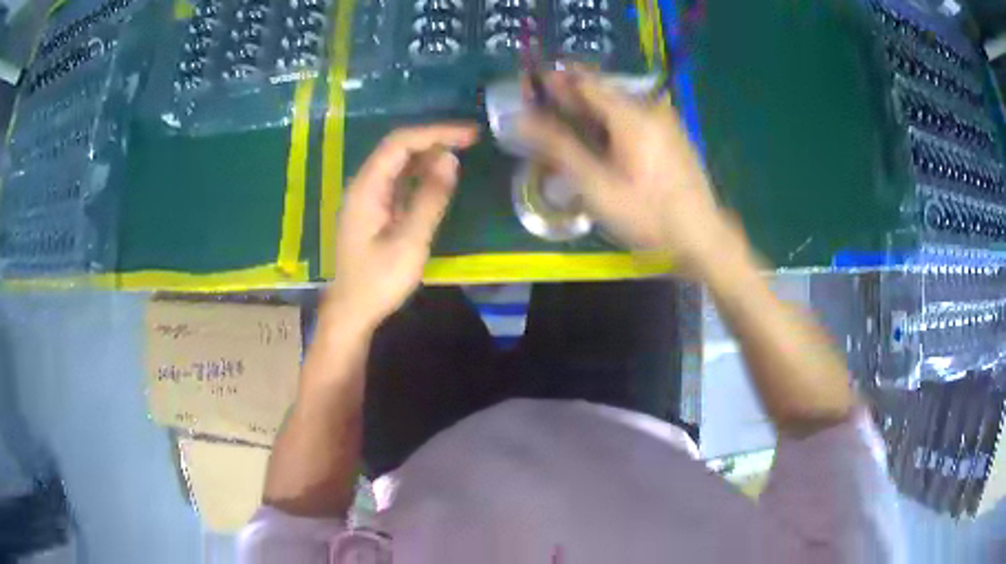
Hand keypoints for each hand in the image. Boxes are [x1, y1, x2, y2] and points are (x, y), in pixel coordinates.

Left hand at [325, 124, 478, 329]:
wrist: (352, 311)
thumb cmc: (378, 280)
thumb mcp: (410, 241)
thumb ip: (430, 198)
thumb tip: (450, 160)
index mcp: (366, 188)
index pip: (400, 143)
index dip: (435, 133)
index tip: (469, 135)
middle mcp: (363, 185)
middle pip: (397, 147)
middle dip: (434, 139)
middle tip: (470, 140)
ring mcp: (367, 197)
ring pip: (398, 163)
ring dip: (428, 154)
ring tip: (461, 153)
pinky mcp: (373, 210)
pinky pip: (398, 180)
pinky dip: (420, 173)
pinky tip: (439, 176)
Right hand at [517, 69, 734, 272]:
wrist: (702, 236)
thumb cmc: (647, 214)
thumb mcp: (597, 186)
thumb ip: (559, 147)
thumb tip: (522, 119)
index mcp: (630, 114)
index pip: (584, 81)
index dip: (554, 80)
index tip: (530, 84)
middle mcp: (649, 107)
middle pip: (602, 91)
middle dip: (571, 97)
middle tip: (544, 111)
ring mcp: (665, 120)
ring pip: (618, 105)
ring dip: (591, 111)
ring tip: (568, 127)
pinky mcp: (673, 134)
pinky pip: (634, 117)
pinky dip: (611, 122)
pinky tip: (603, 142)